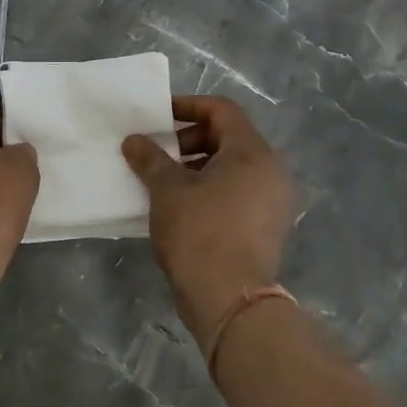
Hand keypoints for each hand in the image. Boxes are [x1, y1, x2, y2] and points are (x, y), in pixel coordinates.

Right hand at [122, 96, 295, 348]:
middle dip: (190, 140)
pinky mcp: (268, 227)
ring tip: (164, 181)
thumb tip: (133, 140)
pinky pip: (238, 193)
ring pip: (233, 168)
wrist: (230, 299)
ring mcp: (273, 202)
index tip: (159, 118)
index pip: (222, 110)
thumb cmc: (200, 232)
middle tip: (158, 153)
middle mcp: (271, 171)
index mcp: (253, 153)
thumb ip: (150, 158)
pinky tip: (181, 206)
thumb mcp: (167, 190)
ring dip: (198, 166)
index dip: (188, 107)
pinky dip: (211, 189)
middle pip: (229, 138)